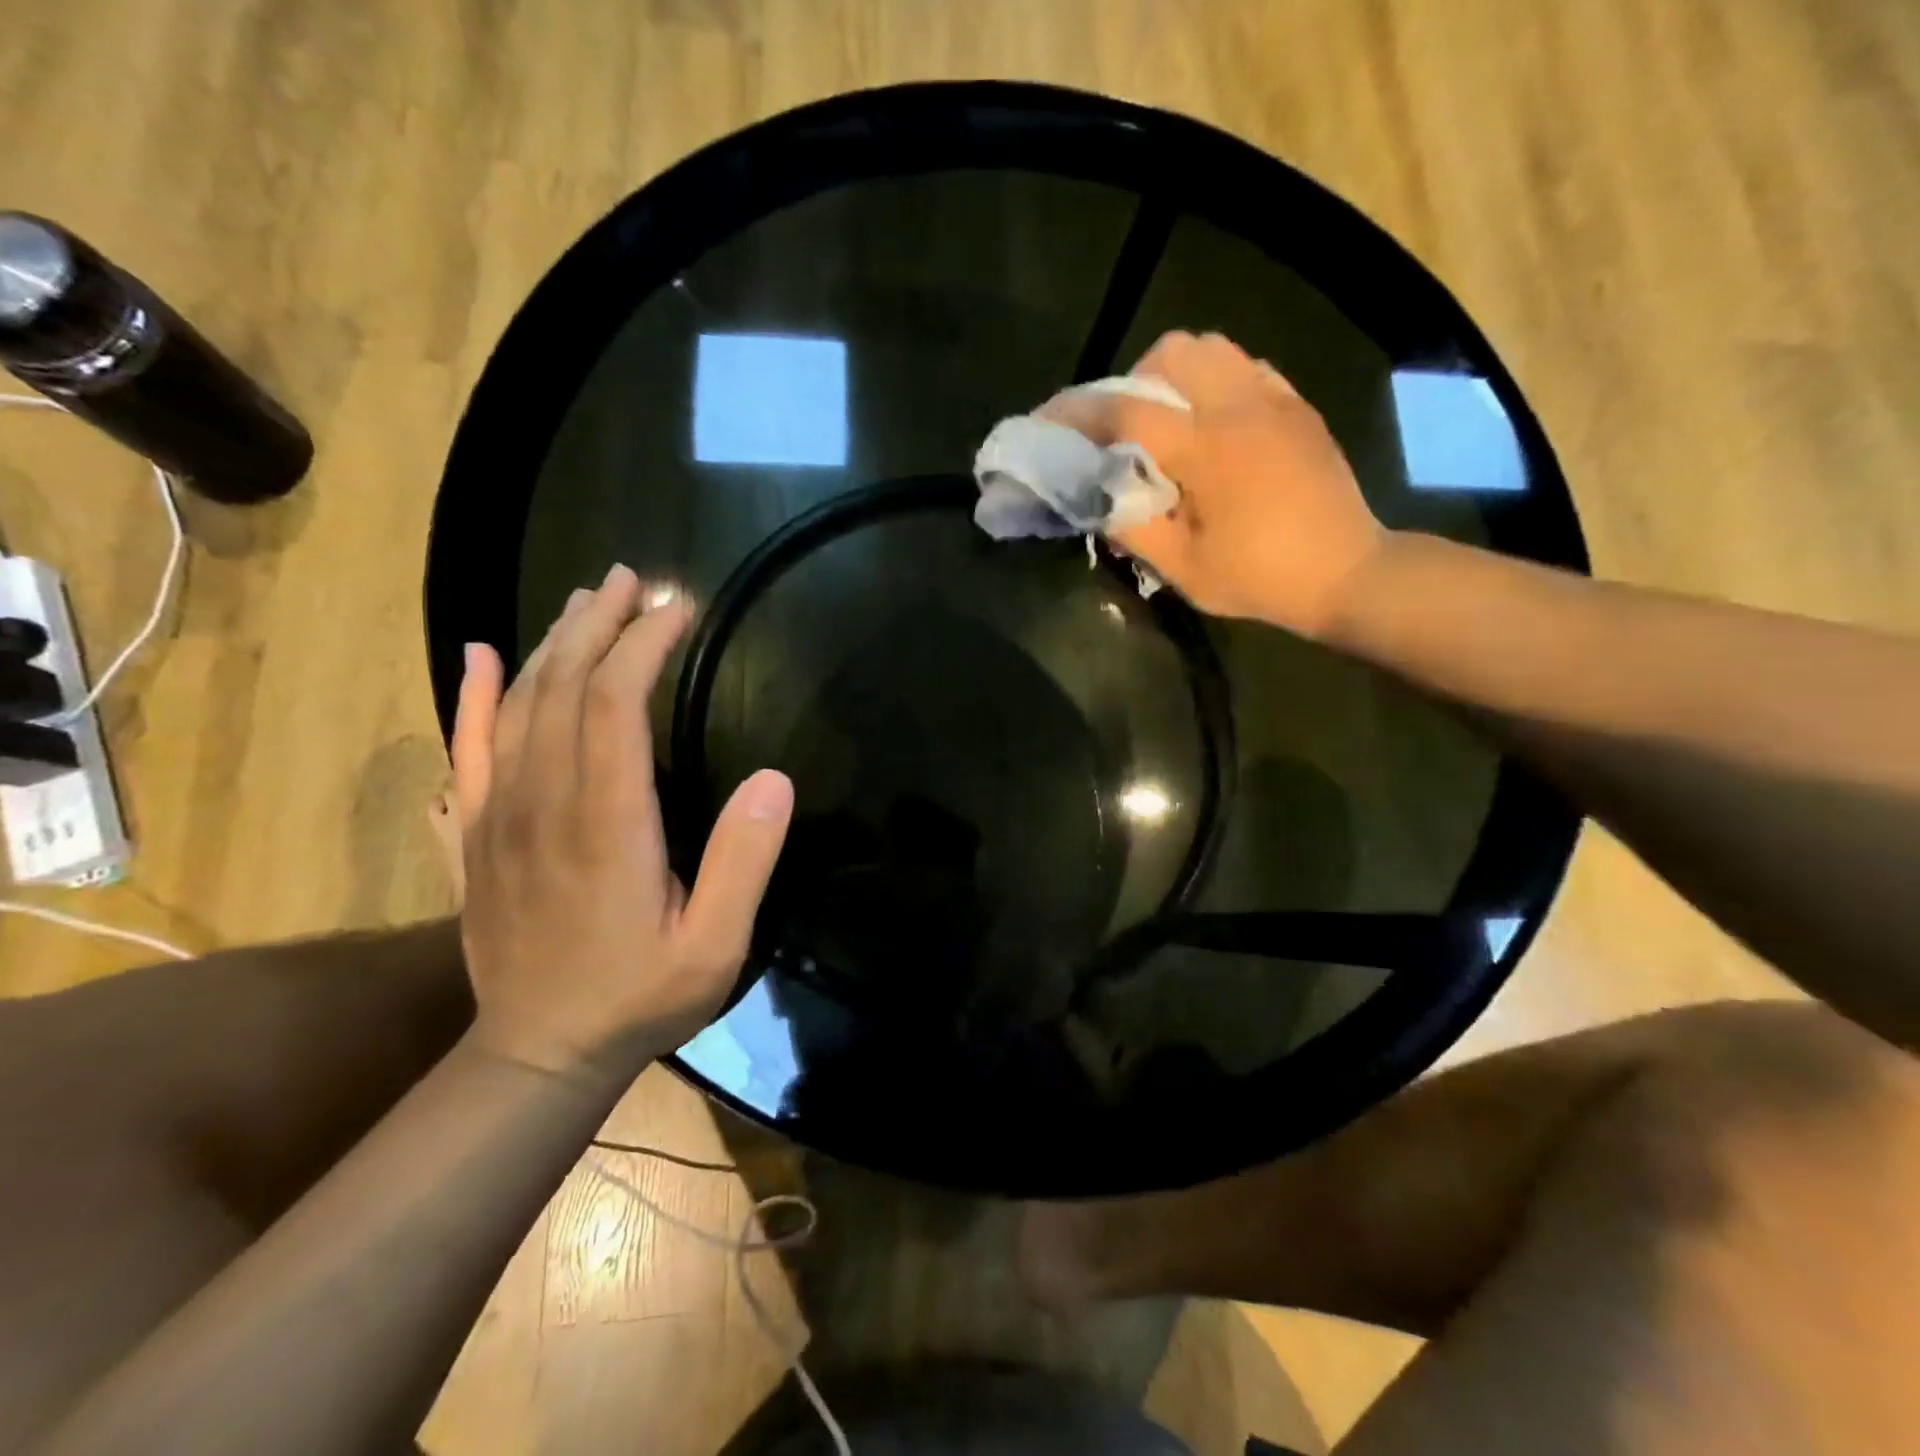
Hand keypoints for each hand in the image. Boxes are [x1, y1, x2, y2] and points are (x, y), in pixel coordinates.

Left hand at [450, 566, 794, 1078]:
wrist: (538, 1054)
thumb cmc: (639, 997)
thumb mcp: (715, 945)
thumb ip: (744, 862)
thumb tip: (774, 780)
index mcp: (606, 822)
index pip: (615, 704)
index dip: (643, 645)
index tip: (677, 610)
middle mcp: (544, 802)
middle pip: (562, 687)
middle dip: (597, 625)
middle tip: (630, 580)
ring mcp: (499, 817)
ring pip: (516, 707)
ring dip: (549, 645)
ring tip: (582, 601)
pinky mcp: (477, 836)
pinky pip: (467, 751)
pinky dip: (471, 698)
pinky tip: (477, 658)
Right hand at [1040, 330, 1384, 637]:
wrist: (1347, 573)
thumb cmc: (1260, 577)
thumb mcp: (1182, 568)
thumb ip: (1131, 527)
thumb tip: (1096, 497)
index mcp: (1205, 448)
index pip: (1126, 411)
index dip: (1078, 413)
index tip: (1047, 421)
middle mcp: (1239, 407)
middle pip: (1171, 354)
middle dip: (1132, 380)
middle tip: (1123, 425)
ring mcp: (1274, 400)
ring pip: (1212, 348)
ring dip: (1174, 374)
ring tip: (1166, 419)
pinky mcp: (1297, 406)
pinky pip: (1247, 366)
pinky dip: (1216, 380)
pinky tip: (1213, 421)